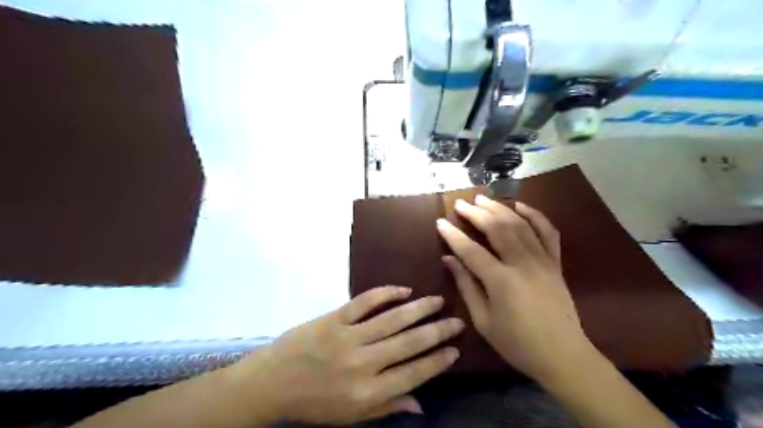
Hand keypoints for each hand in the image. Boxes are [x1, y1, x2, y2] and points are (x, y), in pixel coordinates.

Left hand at [237, 287, 465, 423]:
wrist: (271, 383)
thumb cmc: (313, 404)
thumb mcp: (350, 417)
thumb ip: (386, 407)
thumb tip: (421, 404)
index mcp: (367, 393)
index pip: (413, 375)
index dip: (437, 361)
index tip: (455, 350)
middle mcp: (363, 364)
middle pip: (409, 344)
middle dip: (437, 331)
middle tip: (456, 321)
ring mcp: (348, 337)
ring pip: (392, 319)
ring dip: (418, 309)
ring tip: (437, 301)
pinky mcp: (334, 318)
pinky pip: (364, 302)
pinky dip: (385, 293)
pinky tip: (403, 289)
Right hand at [436, 196, 595, 382]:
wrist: (563, 355)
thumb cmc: (517, 343)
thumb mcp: (483, 320)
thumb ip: (466, 286)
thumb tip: (448, 259)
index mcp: (501, 281)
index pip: (470, 250)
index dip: (453, 235)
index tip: (440, 222)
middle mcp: (522, 263)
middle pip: (497, 228)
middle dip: (476, 213)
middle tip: (461, 203)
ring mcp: (542, 260)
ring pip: (519, 224)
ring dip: (500, 208)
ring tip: (483, 198)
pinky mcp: (555, 262)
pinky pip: (548, 231)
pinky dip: (535, 215)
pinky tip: (520, 206)